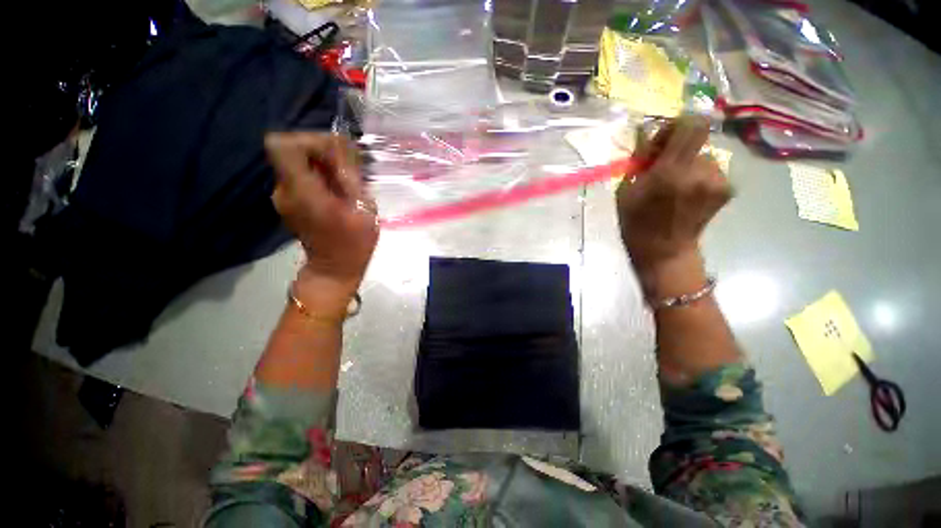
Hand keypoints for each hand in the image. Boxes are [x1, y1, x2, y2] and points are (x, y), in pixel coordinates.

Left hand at [266, 132, 378, 303]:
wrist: (335, 269)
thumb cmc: (355, 243)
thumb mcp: (364, 209)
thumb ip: (350, 177)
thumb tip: (343, 150)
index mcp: (303, 192)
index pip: (283, 145)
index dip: (309, 140)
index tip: (336, 154)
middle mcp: (284, 190)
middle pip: (290, 149)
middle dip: (321, 150)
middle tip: (347, 167)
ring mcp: (283, 195)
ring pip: (296, 160)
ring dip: (321, 162)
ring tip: (346, 180)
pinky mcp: (289, 200)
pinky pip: (300, 174)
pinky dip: (319, 173)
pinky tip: (338, 188)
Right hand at [616, 116, 730, 272]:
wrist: (664, 251)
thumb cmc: (637, 223)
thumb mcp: (626, 191)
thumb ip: (640, 160)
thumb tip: (647, 135)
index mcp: (670, 171)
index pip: (692, 124)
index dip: (679, 124)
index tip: (664, 139)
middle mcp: (700, 171)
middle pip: (697, 139)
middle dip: (680, 149)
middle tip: (665, 168)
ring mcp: (718, 181)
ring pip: (705, 156)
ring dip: (690, 164)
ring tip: (677, 186)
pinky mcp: (727, 188)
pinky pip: (712, 169)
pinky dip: (700, 175)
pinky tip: (689, 193)